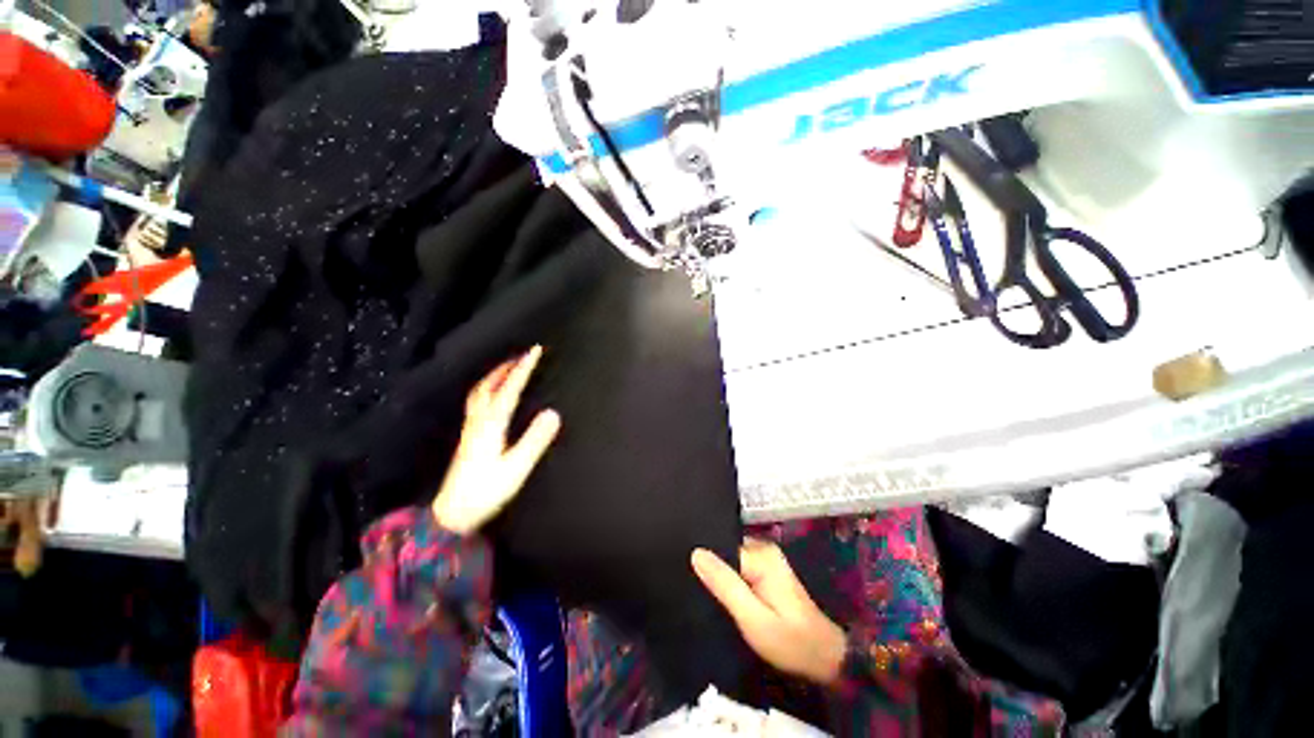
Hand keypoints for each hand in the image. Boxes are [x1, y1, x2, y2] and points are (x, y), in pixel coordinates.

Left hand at [431, 346, 560, 534]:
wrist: (452, 514)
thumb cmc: (485, 492)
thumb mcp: (515, 468)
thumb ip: (534, 440)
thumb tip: (553, 412)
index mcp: (491, 425)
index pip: (509, 389)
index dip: (523, 368)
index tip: (536, 350)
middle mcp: (478, 421)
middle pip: (489, 385)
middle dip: (506, 367)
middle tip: (522, 355)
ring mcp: (470, 428)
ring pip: (480, 392)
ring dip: (495, 375)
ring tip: (508, 368)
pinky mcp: (469, 437)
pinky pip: (477, 401)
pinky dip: (488, 388)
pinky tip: (493, 395)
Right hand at [692, 539, 846, 685]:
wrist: (825, 657)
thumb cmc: (789, 641)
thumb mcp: (752, 618)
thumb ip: (725, 584)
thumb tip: (696, 553)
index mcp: (761, 555)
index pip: (721, 547)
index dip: (704, 563)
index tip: (686, 577)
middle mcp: (763, 549)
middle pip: (726, 551)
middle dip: (711, 568)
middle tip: (694, 589)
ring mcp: (767, 559)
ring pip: (731, 560)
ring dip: (720, 576)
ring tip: (702, 592)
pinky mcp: (767, 571)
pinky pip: (739, 567)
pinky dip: (729, 580)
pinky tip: (720, 595)